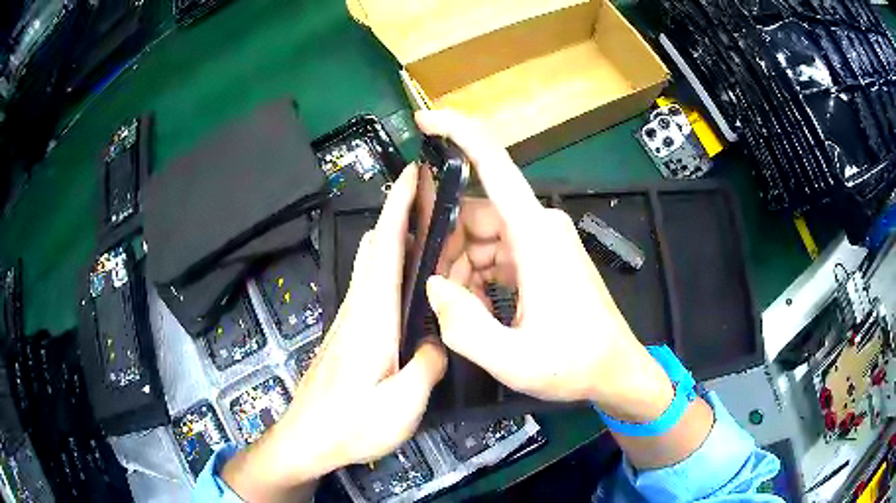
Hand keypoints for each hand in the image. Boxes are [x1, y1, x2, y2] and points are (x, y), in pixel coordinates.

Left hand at [222, 167, 447, 502]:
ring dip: (397, 236)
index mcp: (373, 317)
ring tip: (433, 229)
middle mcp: (359, 307)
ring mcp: (352, 319)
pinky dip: (392, 265)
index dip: (398, 204)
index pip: (386, 246)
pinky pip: (373, 285)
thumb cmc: (351, 424)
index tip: (411, 172)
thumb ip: (427, 365)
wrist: (308, 439)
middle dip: (400, 211)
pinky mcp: (351, 332)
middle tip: (433, 195)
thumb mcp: (402, 405)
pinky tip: (414, 280)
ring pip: (373, 263)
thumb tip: (436, 340)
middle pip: (376, 245)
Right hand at [418, 110, 673, 422]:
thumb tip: (433, 287)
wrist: (616, 371)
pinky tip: (478, 308)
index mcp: (536, 236)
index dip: (459, 133)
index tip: (425, 120)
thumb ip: (464, 328)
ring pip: (483, 235)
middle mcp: (540, 226)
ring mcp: (543, 240)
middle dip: (446, 246)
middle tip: (435, 292)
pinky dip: (479, 274)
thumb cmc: (575, 364)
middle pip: (475, 212)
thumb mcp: (514, 360)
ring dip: (462, 267)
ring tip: (460, 312)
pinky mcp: (543, 256)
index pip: (494, 163)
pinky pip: (498, 252)